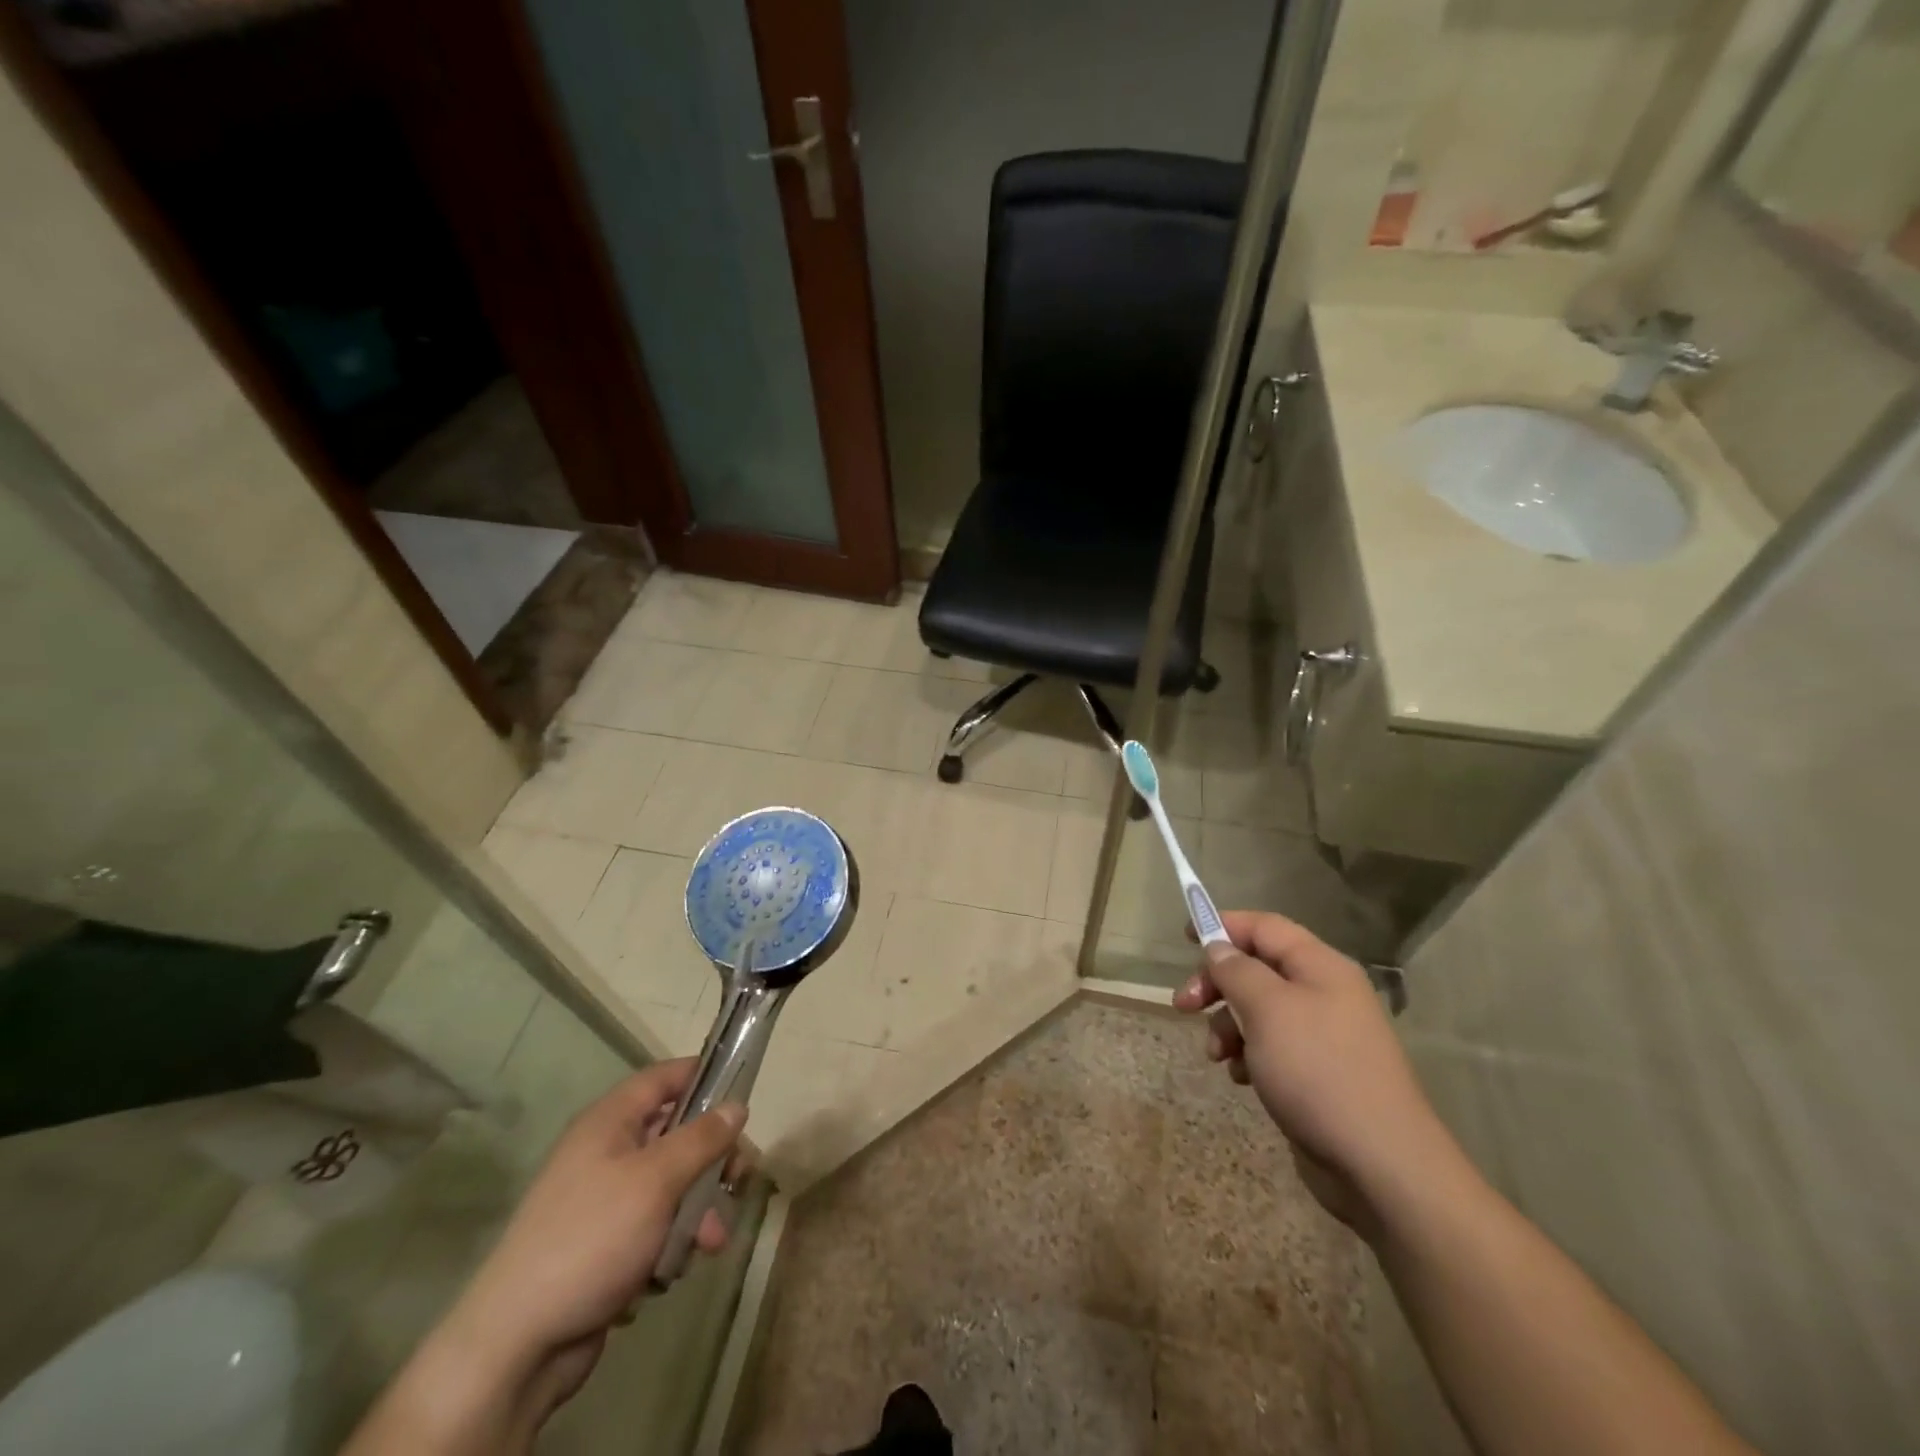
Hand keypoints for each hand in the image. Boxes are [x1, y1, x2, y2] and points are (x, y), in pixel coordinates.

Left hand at [445, 1060, 746, 1396]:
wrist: (518, 1344)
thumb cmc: (592, 1238)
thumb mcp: (657, 1180)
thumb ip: (702, 1139)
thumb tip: (738, 1105)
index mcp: (610, 1122)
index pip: (665, 1077)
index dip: (704, 1077)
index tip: (742, 1096)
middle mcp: (606, 1152)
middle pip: (676, 1134)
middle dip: (711, 1160)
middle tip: (738, 1180)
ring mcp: (604, 1200)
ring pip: (672, 1186)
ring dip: (697, 1210)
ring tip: (709, 1243)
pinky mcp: (606, 1245)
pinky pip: (655, 1227)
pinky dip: (671, 1242)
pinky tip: (672, 1271)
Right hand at [1174, 911, 1449, 1237]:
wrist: (1380, 1165)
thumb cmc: (1318, 1071)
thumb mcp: (1267, 1009)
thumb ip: (1236, 970)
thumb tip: (1219, 947)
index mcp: (1320, 967)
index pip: (1264, 926)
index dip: (1224, 925)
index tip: (1184, 938)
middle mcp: (1324, 993)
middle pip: (1256, 969)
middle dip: (1217, 984)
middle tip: (1184, 1005)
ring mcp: (1322, 1035)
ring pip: (1258, 1011)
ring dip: (1228, 1025)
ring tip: (1218, 1055)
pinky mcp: (1317, 1073)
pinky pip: (1270, 1047)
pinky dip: (1248, 1055)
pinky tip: (1241, 1078)